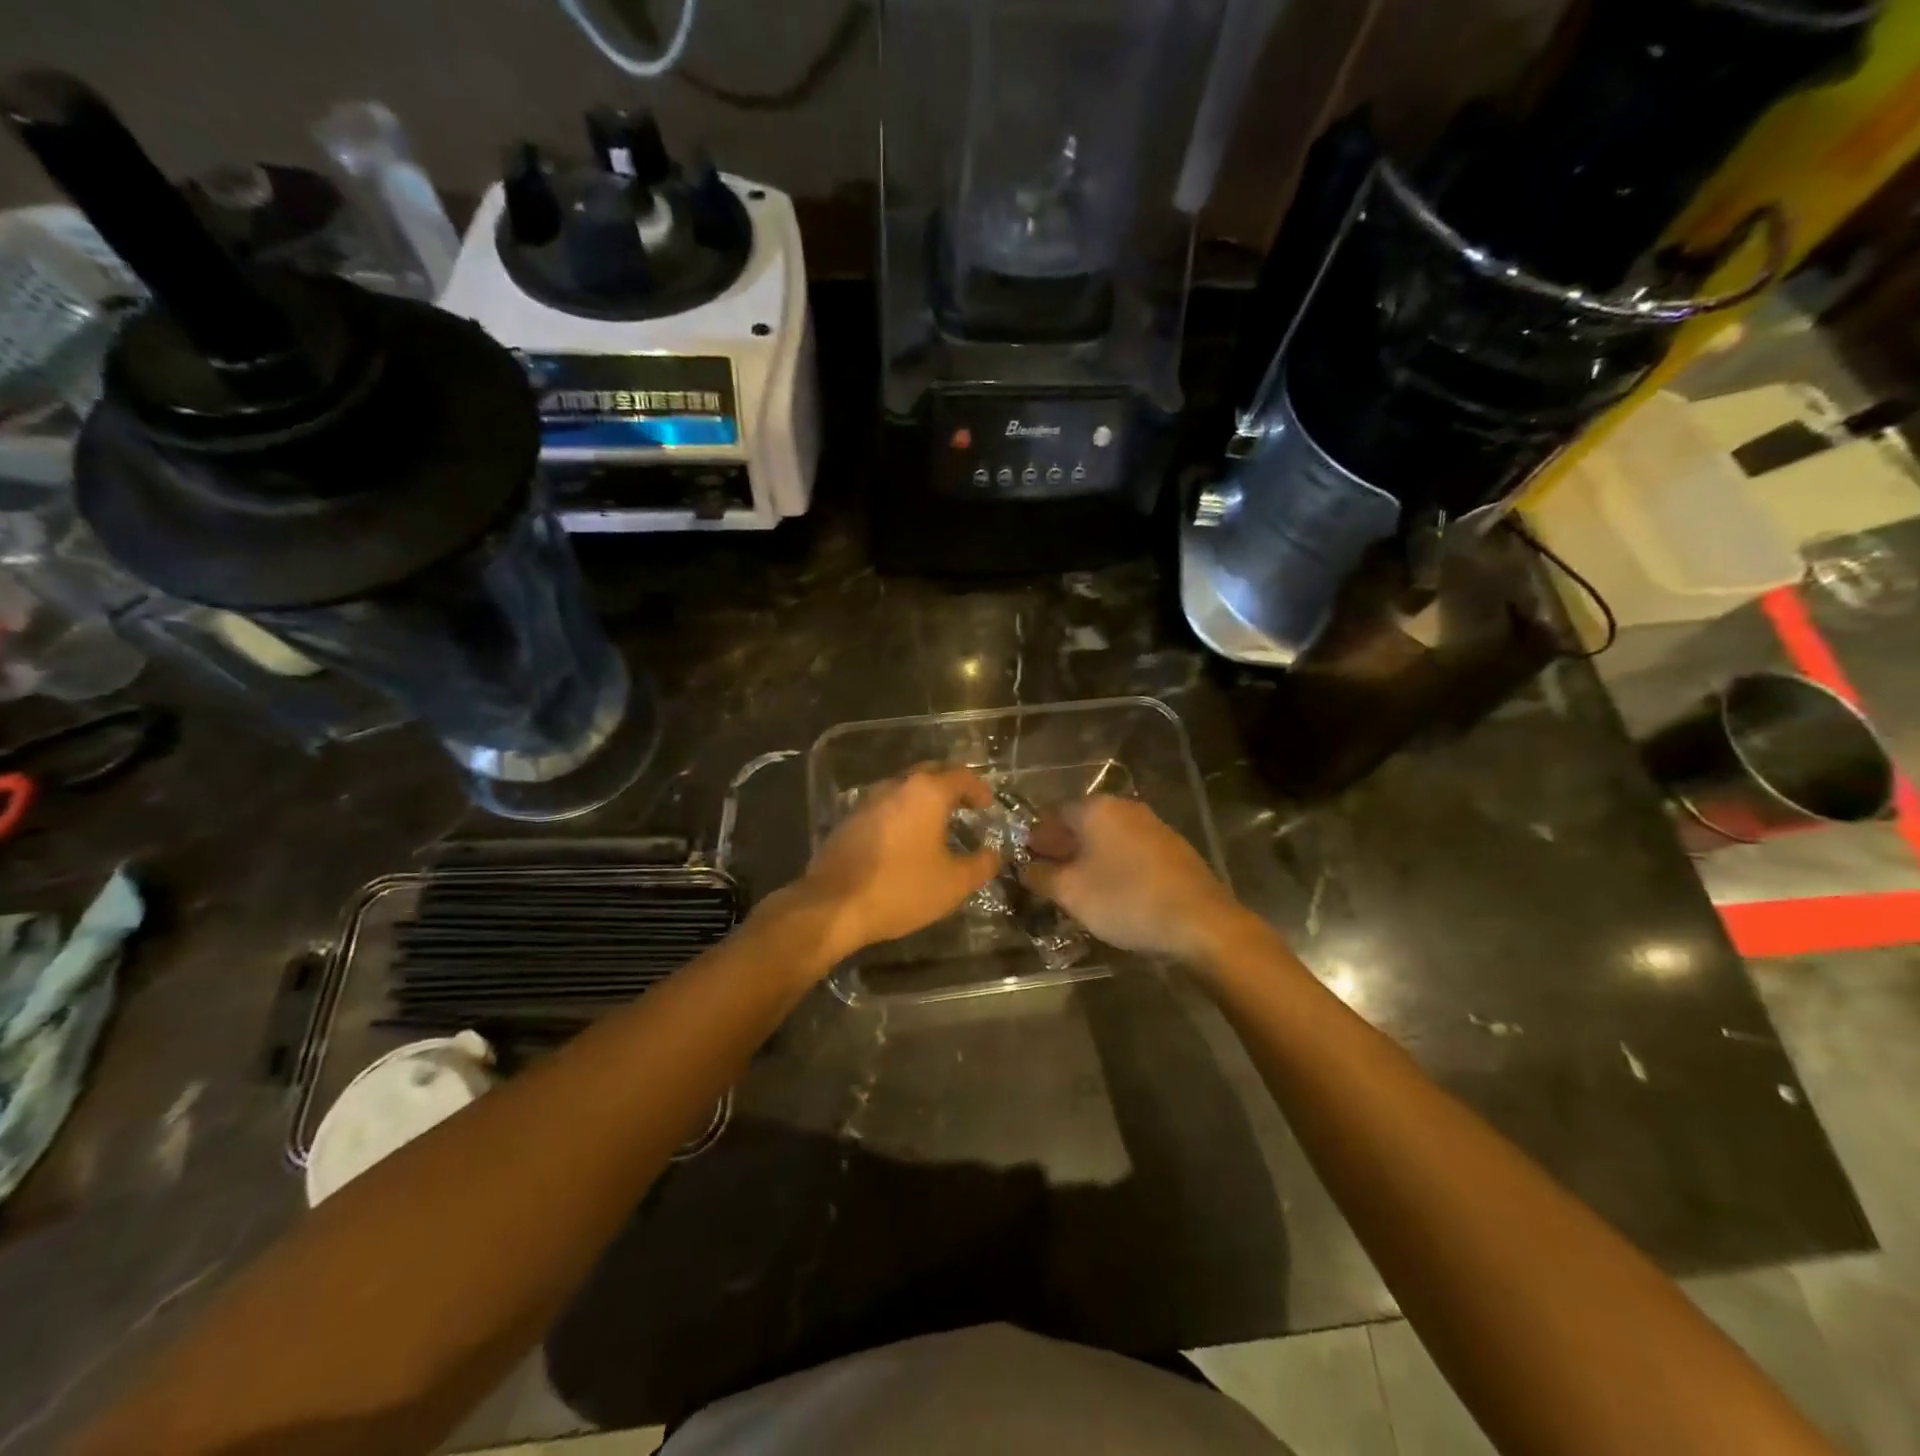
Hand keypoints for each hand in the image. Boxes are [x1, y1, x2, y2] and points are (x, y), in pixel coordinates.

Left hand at [787, 765, 999, 961]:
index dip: (978, 788)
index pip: (960, 776)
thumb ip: (981, 865)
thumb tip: (993, 855)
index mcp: (926, 793)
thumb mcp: (953, 883)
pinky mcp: (848, 820)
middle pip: (929, 773)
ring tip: (937, 823)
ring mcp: (867, 801)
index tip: (987, 804)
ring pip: (903, 788)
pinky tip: (905, 839)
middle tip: (965, 805)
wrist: (833, 905)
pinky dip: (901, 814)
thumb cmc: (901, 888)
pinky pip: (884, 807)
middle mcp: (896, 786)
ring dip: (923, 799)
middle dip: (950, 785)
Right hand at [1021, 795, 1243, 961]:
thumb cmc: (1126, 900)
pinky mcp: (1170, 847)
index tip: (1026, 862)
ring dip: (1087, 856)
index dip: (1035, 838)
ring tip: (1077, 887)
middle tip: (1048, 877)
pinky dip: (1113, 863)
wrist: (1201, 921)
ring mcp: (1151, 825)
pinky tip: (1111, 889)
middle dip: (1060, 847)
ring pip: (1106, 836)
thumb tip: (1025, 868)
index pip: (1052, 814)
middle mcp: (1124, 807)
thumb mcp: (1071, 893)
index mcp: (1096, 809)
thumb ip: (1041, 876)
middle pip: (1080, 822)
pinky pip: (1128, 848)